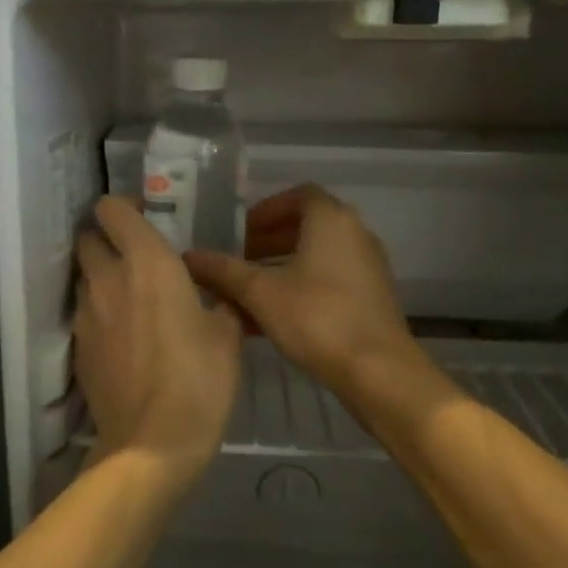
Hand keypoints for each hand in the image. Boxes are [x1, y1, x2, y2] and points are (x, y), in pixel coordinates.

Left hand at [73, 196, 242, 484]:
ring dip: (102, 278)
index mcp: (147, 263)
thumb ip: (221, 302)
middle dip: (106, 240)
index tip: (145, 218)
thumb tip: (218, 296)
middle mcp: (108, 279)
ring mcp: (86, 315)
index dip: (124, 207)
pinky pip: (84, 315)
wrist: (153, 443)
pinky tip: (124, 338)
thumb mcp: (228, 335)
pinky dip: (100, 314)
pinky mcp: (78, 348)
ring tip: (132, 299)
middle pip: (88, 240)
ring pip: (84, 278)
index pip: (112, 210)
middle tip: (136, 257)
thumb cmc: (199, 379)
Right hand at [186, 185, 425, 395]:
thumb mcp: (260, 293)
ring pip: (316, 257)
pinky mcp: (371, 298)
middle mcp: (355, 235)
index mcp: (332, 220)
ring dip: (281, 268)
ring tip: (248, 292)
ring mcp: (367, 268)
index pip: (298, 196)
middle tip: (238, 261)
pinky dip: (300, 288)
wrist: (378, 372)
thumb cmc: (317, 318)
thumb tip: (188, 257)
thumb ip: (223, 271)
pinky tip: (271, 319)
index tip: (240, 231)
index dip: (266, 210)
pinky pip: (329, 280)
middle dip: (268, 241)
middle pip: (307, 226)